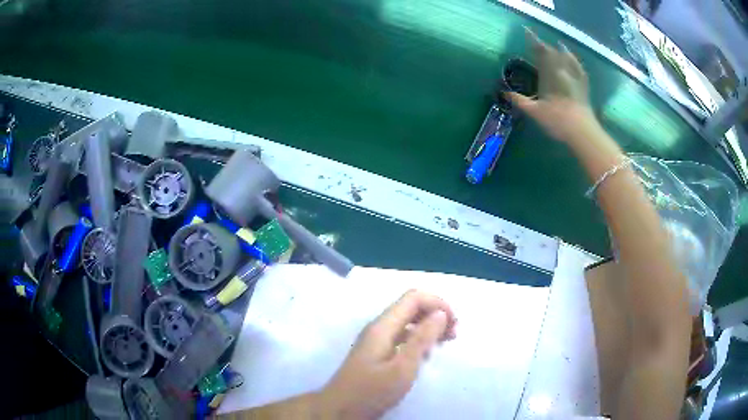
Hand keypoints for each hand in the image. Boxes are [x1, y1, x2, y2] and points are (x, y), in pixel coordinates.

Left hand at [318, 290, 456, 419]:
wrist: (340, 409)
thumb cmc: (371, 391)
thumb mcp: (402, 368)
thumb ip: (422, 339)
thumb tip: (440, 313)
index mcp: (383, 326)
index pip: (413, 298)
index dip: (437, 304)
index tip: (454, 324)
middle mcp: (379, 327)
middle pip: (411, 308)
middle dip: (435, 315)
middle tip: (453, 335)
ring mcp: (376, 340)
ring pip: (408, 322)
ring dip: (428, 328)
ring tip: (444, 343)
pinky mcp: (377, 353)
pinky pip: (402, 337)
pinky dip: (418, 340)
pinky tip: (426, 355)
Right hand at [507, 29, 597, 143]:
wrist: (582, 131)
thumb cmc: (558, 121)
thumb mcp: (535, 112)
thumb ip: (520, 101)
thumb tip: (504, 93)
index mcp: (549, 75)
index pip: (540, 53)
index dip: (533, 41)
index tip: (526, 32)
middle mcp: (562, 72)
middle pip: (553, 53)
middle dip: (544, 45)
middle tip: (536, 40)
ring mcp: (574, 78)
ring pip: (566, 58)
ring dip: (559, 50)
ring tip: (555, 45)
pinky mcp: (583, 86)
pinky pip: (578, 67)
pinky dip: (573, 59)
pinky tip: (571, 56)